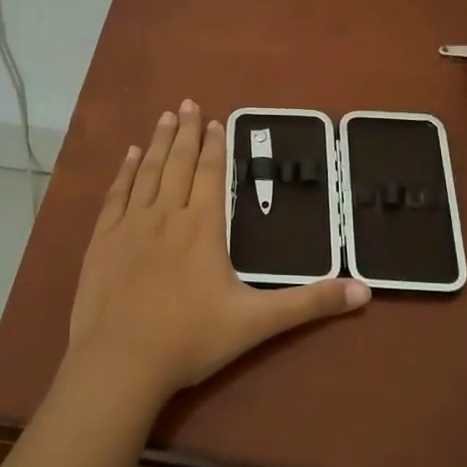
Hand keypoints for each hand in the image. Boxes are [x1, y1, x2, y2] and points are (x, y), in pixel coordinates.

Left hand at [67, 100, 370, 405]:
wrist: (120, 362)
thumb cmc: (190, 340)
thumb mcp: (257, 322)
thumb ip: (309, 303)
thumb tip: (364, 290)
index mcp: (203, 228)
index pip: (212, 175)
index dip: (215, 146)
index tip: (216, 120)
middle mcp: (167, 215)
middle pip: (179, 164)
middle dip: (187, 133)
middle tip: (187, 103)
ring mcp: (130, 226)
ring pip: (147, 172)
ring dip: (158, 143)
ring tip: (165, 118)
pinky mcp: (103, 240)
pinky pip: (116, 195)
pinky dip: (124, 172)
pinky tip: (129, 156)